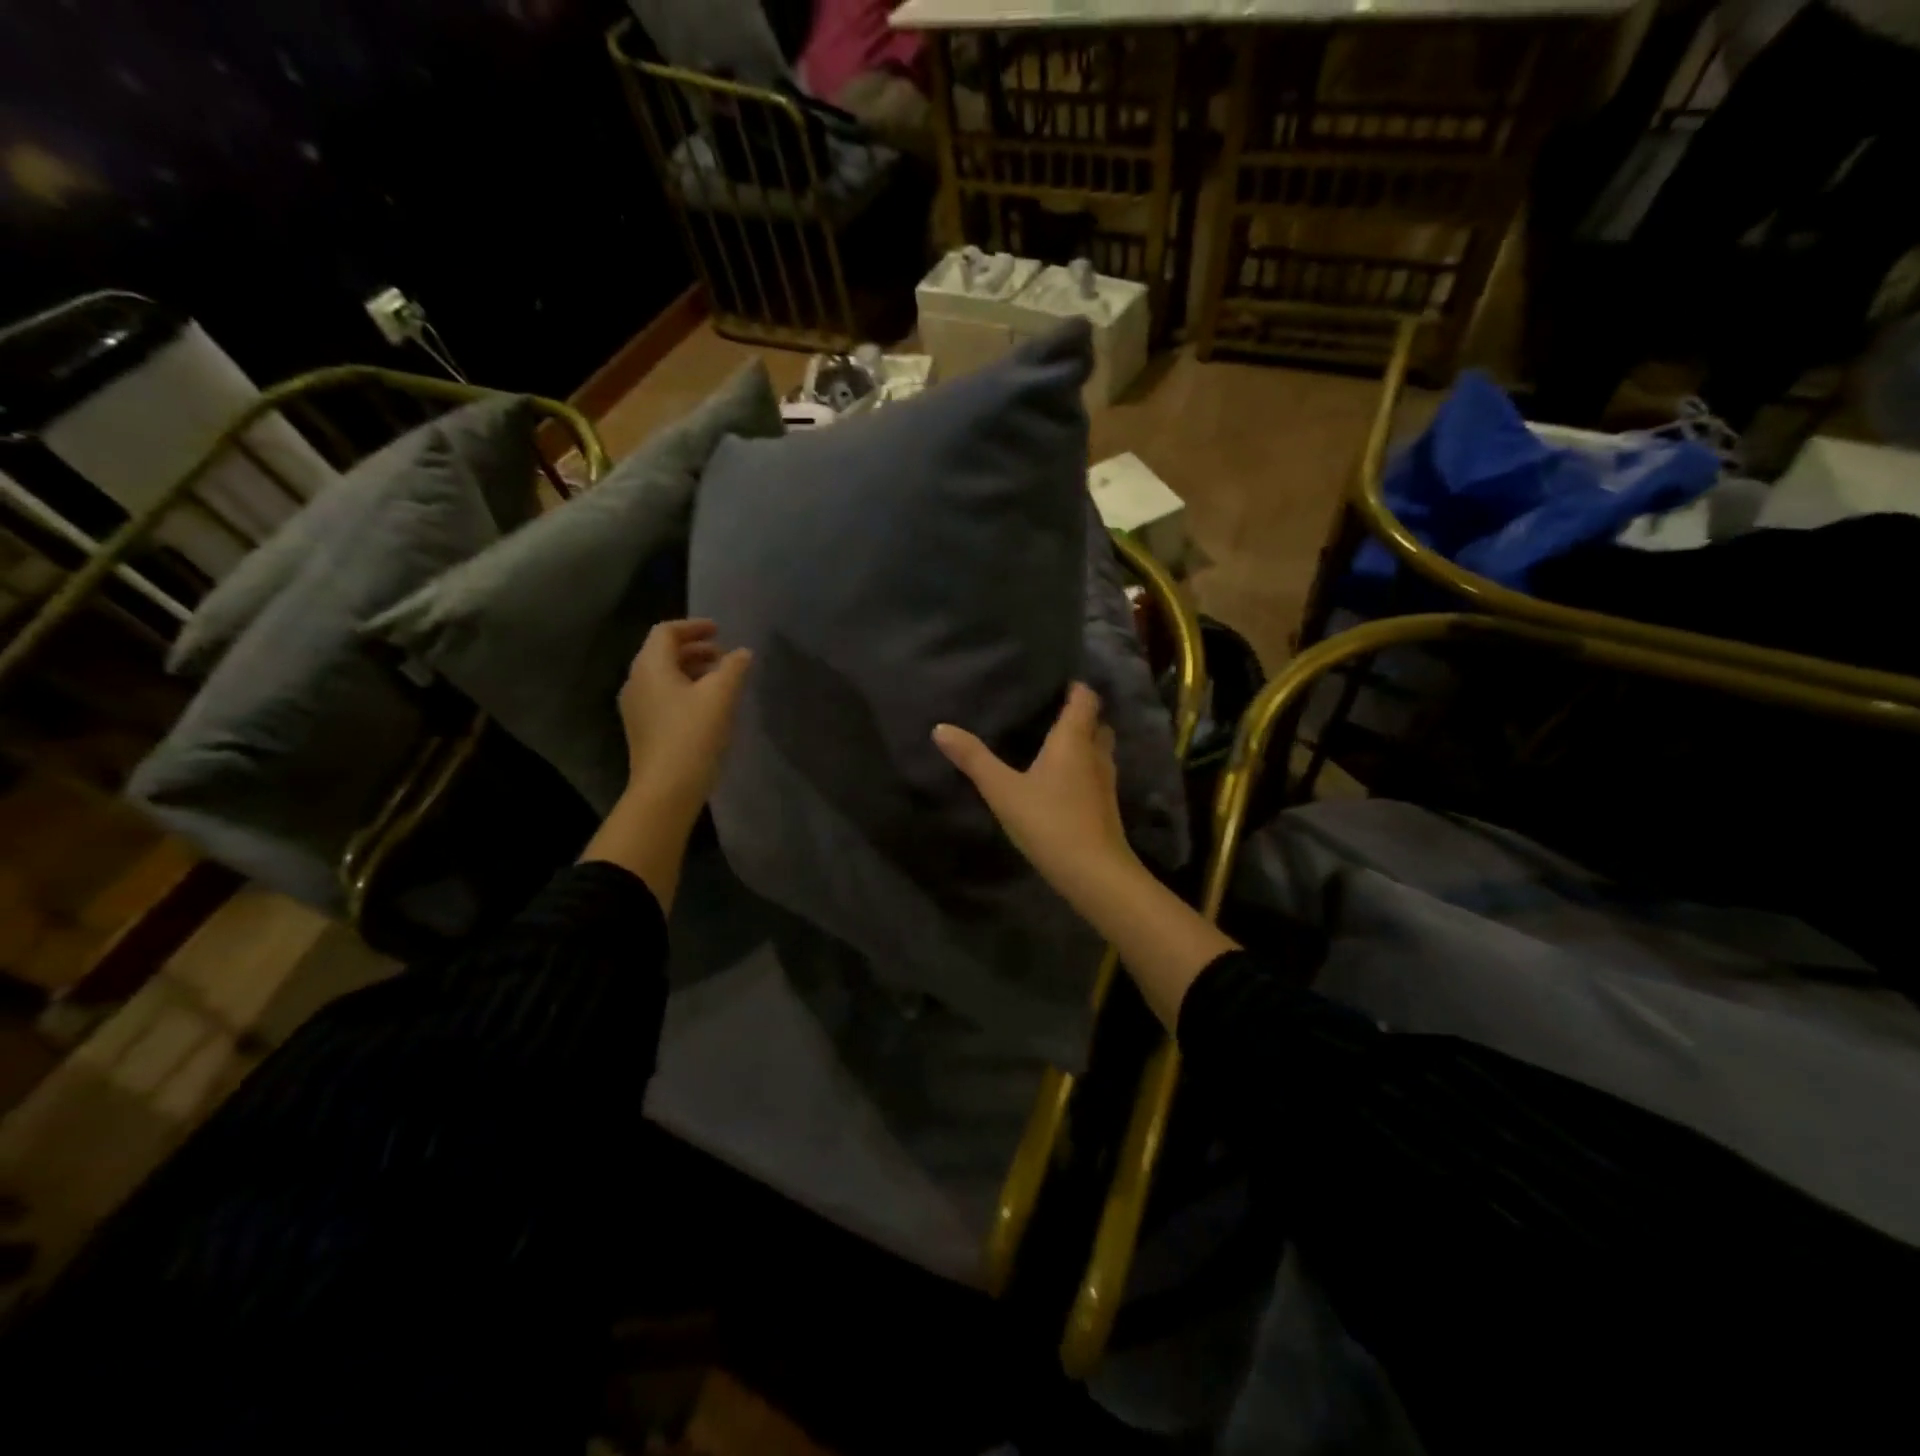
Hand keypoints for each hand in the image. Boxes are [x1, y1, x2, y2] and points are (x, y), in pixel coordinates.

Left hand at [618, 618, 751, 823]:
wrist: (666, 789)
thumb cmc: (693, 735)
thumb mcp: (720, 696)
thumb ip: (733, 668)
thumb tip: (743, 653)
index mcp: (650, 667)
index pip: (666, 632)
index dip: (694, 627)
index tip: (720, 631)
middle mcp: (636, 682)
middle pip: (662, 653)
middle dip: (694, 649)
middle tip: (724, 656)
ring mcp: (636, 708)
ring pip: (663, 677)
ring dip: (691, 671)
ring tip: (720, 680)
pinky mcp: (643, 729)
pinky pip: (663, 697)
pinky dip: (685, 690)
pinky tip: (707, 706)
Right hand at [932, 683, 1139, 906]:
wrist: (1093, 872)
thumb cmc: (1049, 822)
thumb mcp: (1003, 790)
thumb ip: (974, 759)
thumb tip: (940, 728)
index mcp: (1074, 739)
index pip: (1085, 699)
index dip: (1075, 687)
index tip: (1058, 682)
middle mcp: (1096, 753)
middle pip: (1097, 722)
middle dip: (1081, 715)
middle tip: (1053, 712)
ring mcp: (1106, 781)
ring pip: (1100, 749)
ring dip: (1085, 742)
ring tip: (1056, 743)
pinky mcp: (1106, 806)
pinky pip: (1097, 773)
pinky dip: (1084, 768)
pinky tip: (1063, 781)